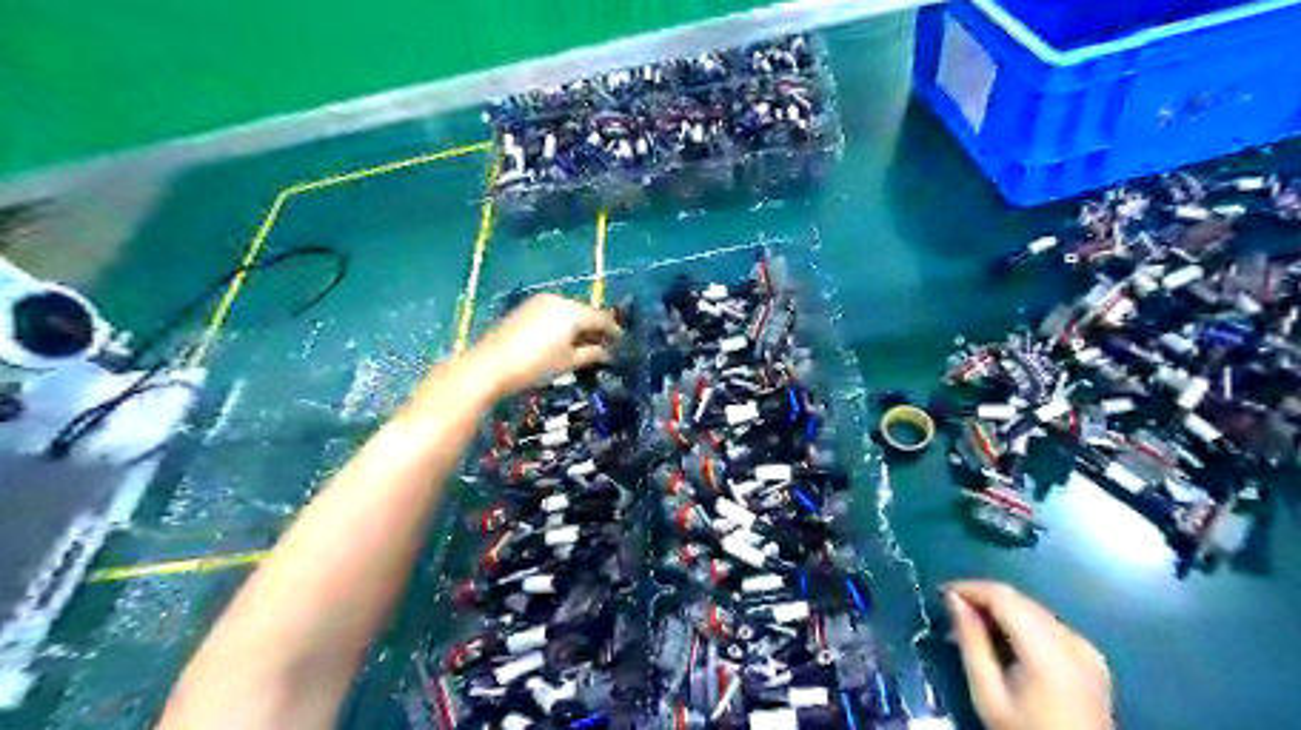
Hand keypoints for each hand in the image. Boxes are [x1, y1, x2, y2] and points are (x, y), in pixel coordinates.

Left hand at [463, 293, 617, 398]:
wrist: (490, 365)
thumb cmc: (535, 366)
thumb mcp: (568, 362)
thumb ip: (592, 354)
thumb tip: (607, 352)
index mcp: (573, 311)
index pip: (601, 318)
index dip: (614, 331)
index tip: (622, 343)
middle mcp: (559, 300)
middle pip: (585, 312)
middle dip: (596, 328)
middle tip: (605, 345)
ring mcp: (540, 302)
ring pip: (569, 311)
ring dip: (579, 326)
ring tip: (584, 345)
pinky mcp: (526, 308)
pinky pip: (554, 313)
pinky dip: (563, 324)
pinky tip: (563, 339)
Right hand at [943, 581, 1111, 728]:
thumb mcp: (987, 693)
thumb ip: (971, 642)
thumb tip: (953, 599)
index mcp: (1048, 649)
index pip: (1004, 596)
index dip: (970, 587)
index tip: (942, 594)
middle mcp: (1072, 640)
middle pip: (1020, 600)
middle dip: (983, 599)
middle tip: (953, 613)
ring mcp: (1086, 649)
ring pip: (1034, 610)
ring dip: (1002, 610)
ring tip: (974, 627)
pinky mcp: (1092, 658)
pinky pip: (1050, 626)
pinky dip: (1023, 624)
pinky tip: (1006, 641)